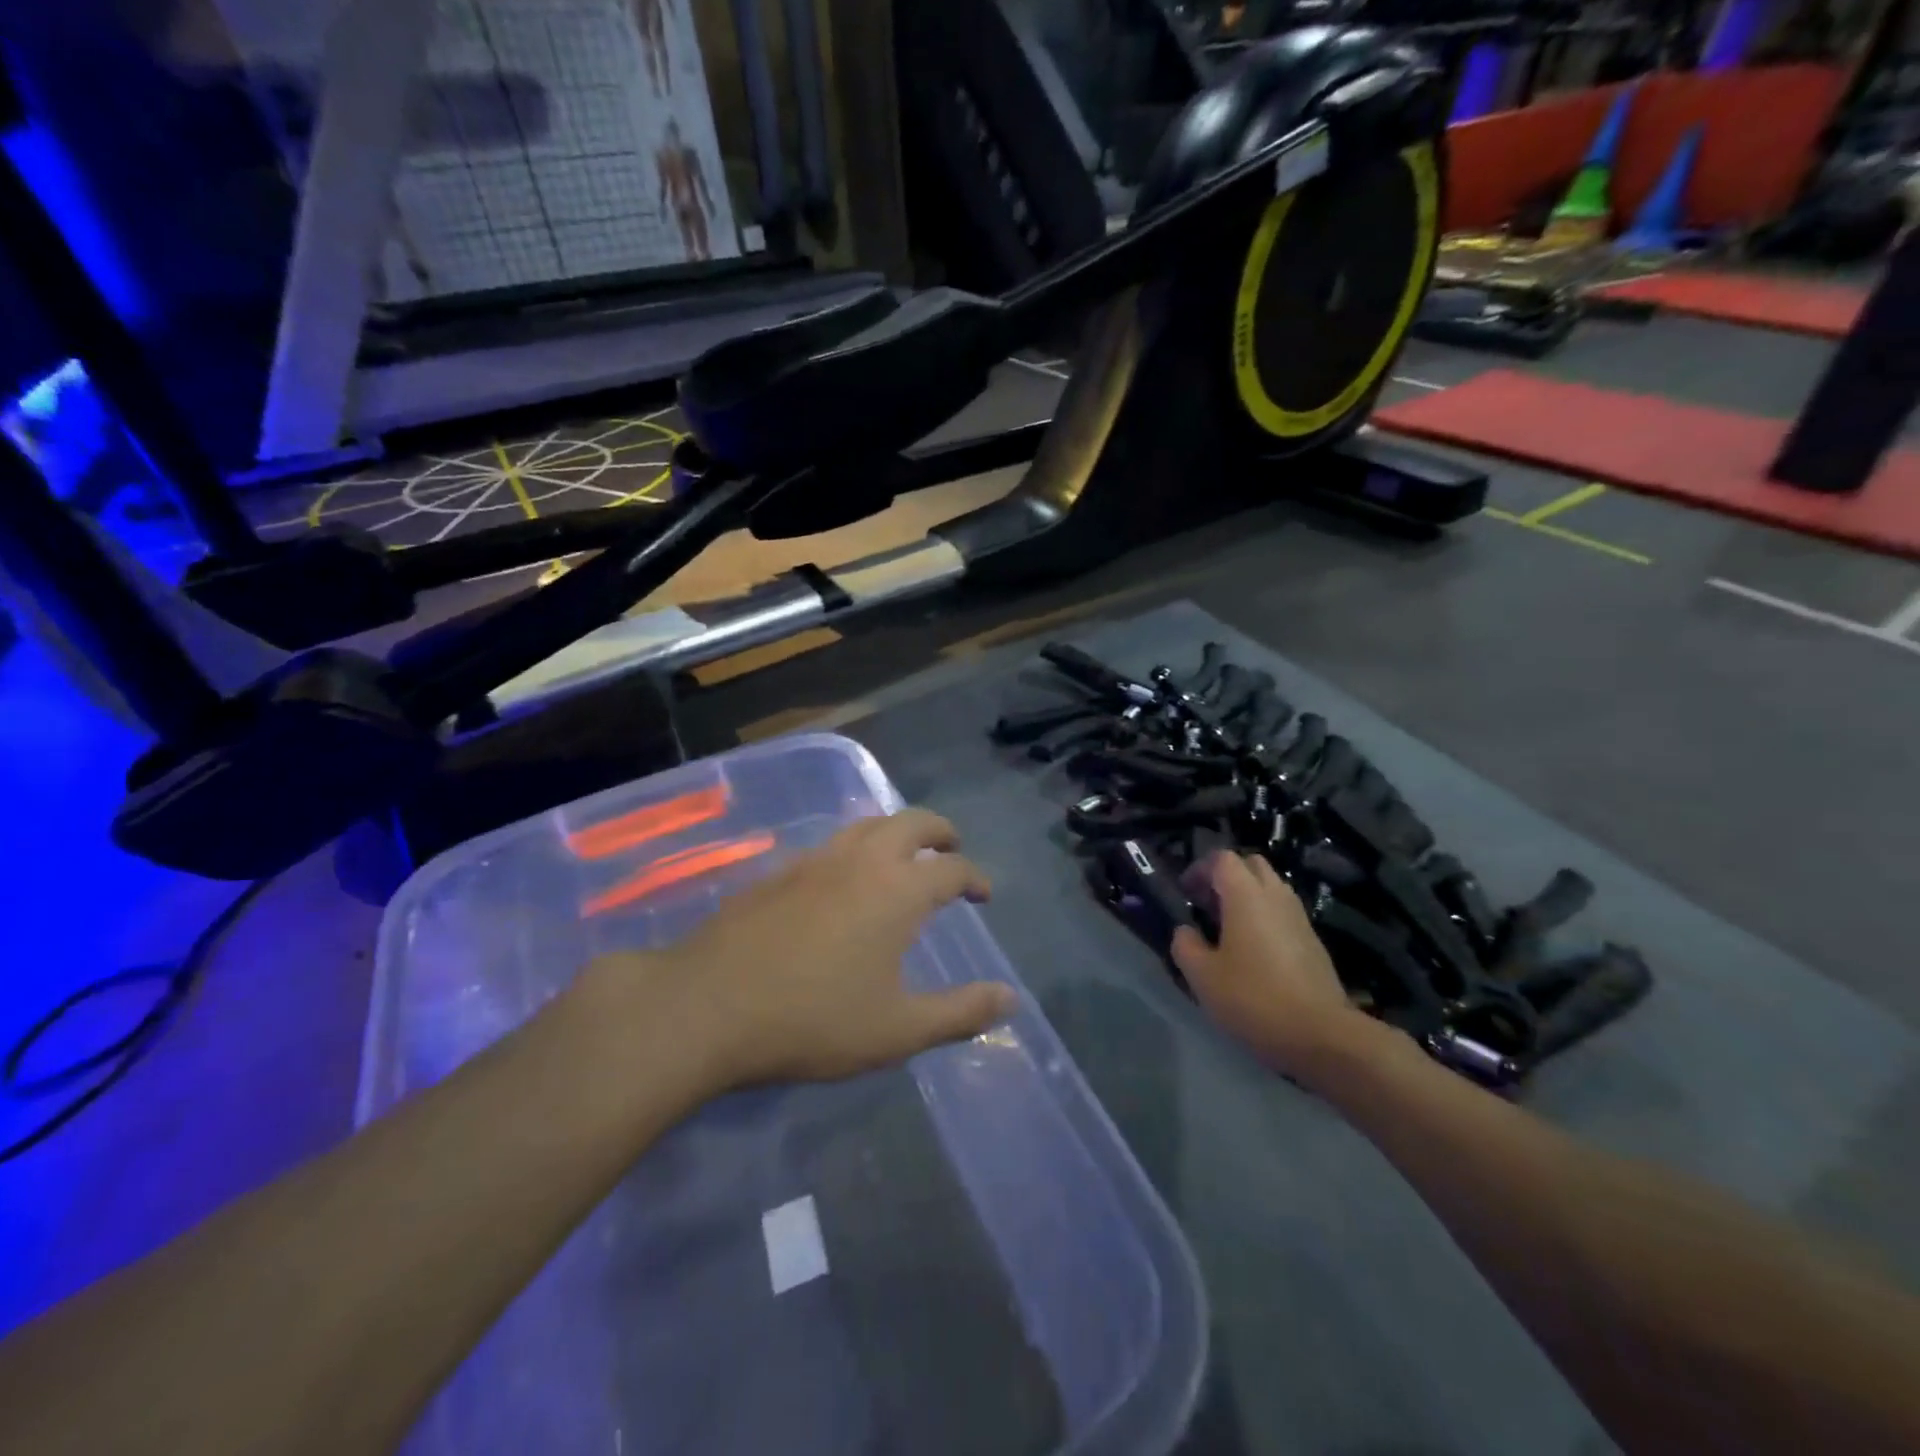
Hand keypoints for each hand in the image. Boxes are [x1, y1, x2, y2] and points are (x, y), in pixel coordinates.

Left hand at [603, 809, 1016, 1093]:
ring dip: (896, 831)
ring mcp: (816, 860)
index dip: (975, 877)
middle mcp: (862, 860)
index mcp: (898, 891)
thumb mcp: (897, 1030)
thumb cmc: (813, 1020)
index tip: (983, 894)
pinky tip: (845, 879)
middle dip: (940, 831)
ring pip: (867, 823)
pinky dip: (856, 846)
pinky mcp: (780, 871)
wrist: (708, 1006)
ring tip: (903, 856)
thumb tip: (1011, 999)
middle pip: (912, 821)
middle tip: (952, 850)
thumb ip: (959, 1013)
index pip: (952, 869)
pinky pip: (832, 842)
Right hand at [1172, 852, 1380, 1083]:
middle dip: (1226, 876)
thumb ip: (1185, 945)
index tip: (1185, 893)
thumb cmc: (1254, 998)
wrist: (1321, 1034)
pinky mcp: (1313, 940)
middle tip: (1207, 905)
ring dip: (1247, 896)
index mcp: (1246, 895)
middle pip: (1251, 864)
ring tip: (1228, 928)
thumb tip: (1185, 931)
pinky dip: (1265, 917)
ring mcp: (1299, 917)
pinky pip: (1283, 912)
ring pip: (1271, 887)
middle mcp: (1275, 895)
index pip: (1222, 858)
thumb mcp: (1202, 976)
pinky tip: (1253, 951)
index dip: (1199, 869)